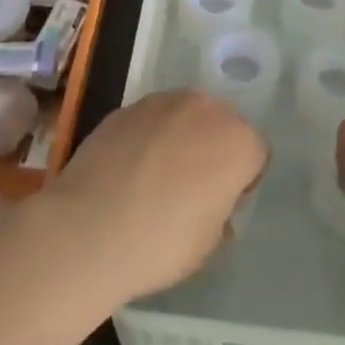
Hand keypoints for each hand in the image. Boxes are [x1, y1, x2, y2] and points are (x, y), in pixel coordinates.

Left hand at [42, 91, 267, 304]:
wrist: (88, 229)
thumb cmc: (161, 243)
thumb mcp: (209, 242)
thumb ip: (221, 211)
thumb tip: (209, 202)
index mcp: (238, 141)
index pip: (256, 153)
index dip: (243, 180)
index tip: (223, 203)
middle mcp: (206, 108)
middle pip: (221, 123)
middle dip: (213, 148)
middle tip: (191, 187)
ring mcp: (163, 102)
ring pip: (185, 116)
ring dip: (180, 137)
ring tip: (155, 176)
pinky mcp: (127, 106)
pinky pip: (150, 120)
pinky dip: (147, 137)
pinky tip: (128, 170)